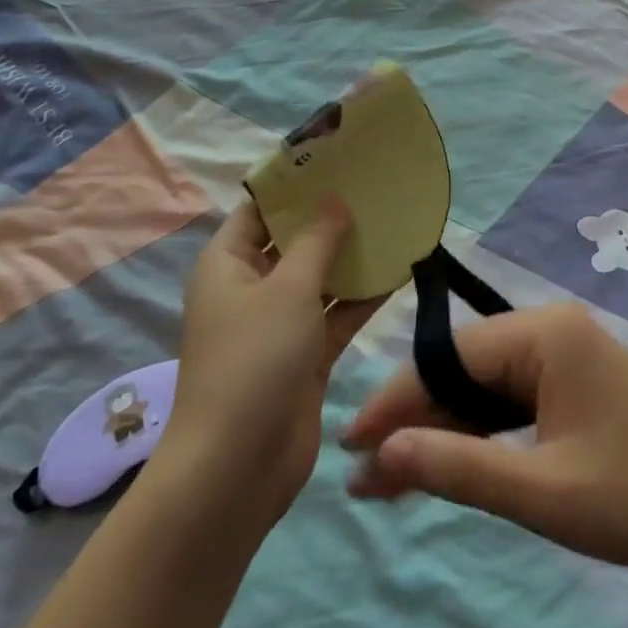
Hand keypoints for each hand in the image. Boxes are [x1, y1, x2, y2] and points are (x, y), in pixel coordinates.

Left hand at [168, 199, 380, 523]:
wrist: (239, 467)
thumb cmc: (254, 359)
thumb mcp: (288, 288)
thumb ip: (317, 240)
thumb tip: (335, 201)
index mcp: (228, 263)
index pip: (259, 209)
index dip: (293, 184)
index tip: (336, 159)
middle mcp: (251, 288)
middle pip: (292, 241)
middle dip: (330, 217)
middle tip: (375, 186)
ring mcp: (279, 324)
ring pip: (320, 277)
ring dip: (352, 256)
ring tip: (395, 220)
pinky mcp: (305, 356)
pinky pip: (336, 314)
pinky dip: (362, 297)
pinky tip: (400, 270)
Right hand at [342, 303, 627, 579]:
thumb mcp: (540, 491)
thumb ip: (457, 467)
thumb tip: (379, 455)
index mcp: (546, 333)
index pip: (451, 356)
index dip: (397, 400)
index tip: (350, 444)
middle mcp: (553, 328)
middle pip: (466, 368)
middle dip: (417, 420)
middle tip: (367, 475)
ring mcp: (568, 352)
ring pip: (487, 384)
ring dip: (446, 428)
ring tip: (395, 477)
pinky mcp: (577, 380)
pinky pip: (514, 397)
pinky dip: (481, 430)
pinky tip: (451, 460)